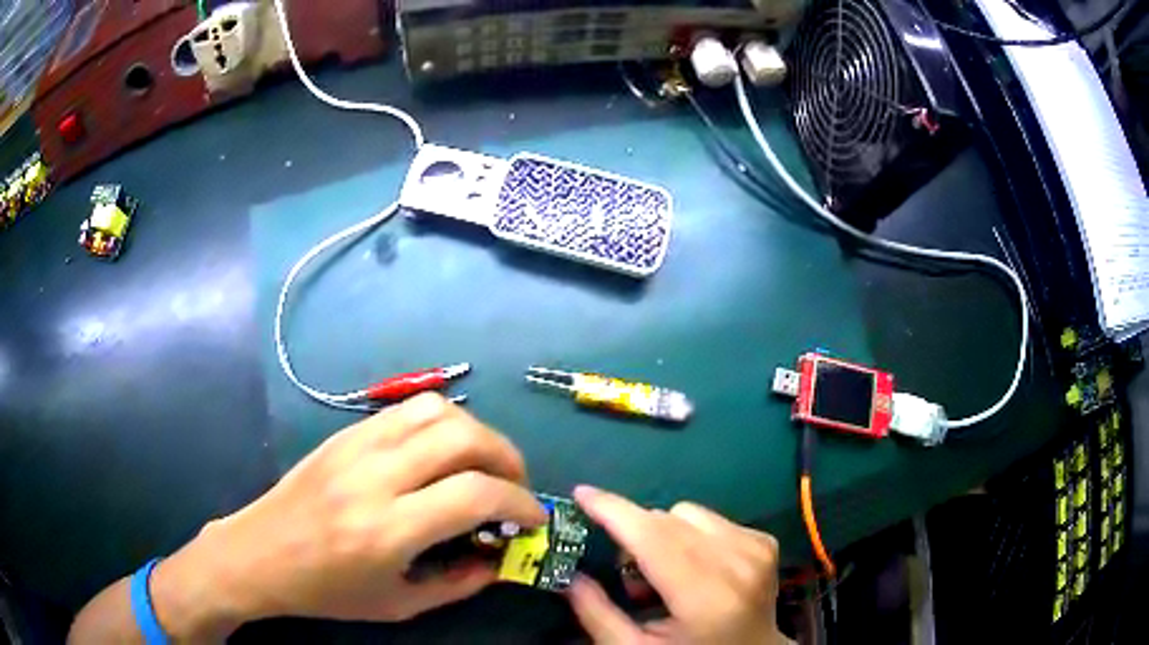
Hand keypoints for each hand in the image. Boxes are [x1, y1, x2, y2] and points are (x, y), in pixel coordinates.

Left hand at [150, 393, 546, 634]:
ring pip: (435, 409)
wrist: (259, 554)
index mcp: (387, 529)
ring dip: (475, 432)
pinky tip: (440, 451)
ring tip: (483, 462)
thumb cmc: (326, 590)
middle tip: (515, 485)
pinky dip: (439, 422)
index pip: (475, 494)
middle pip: (462, 436)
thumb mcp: (398, 605)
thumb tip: (499, 561)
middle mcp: (374, 476)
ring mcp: (356, 446)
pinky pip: (403, 410)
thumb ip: (457, 584)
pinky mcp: (343, 433)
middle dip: (507, 457)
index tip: (534, 517)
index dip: (520, 502)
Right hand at [567, 486, 788, 644]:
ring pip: (688, 513)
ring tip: (665, 574)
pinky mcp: (765, 542)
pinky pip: (711, 518)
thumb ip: (596, 613)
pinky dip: (691, 536)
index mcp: (706, 597)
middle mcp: (738, 564)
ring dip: (664, 535)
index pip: (654, 538)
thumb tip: (567, 574)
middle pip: (668, 520)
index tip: (581, 493)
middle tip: (628, 574)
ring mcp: (756, 549)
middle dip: (634, 534)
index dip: (614, 511)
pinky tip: (694, 567)